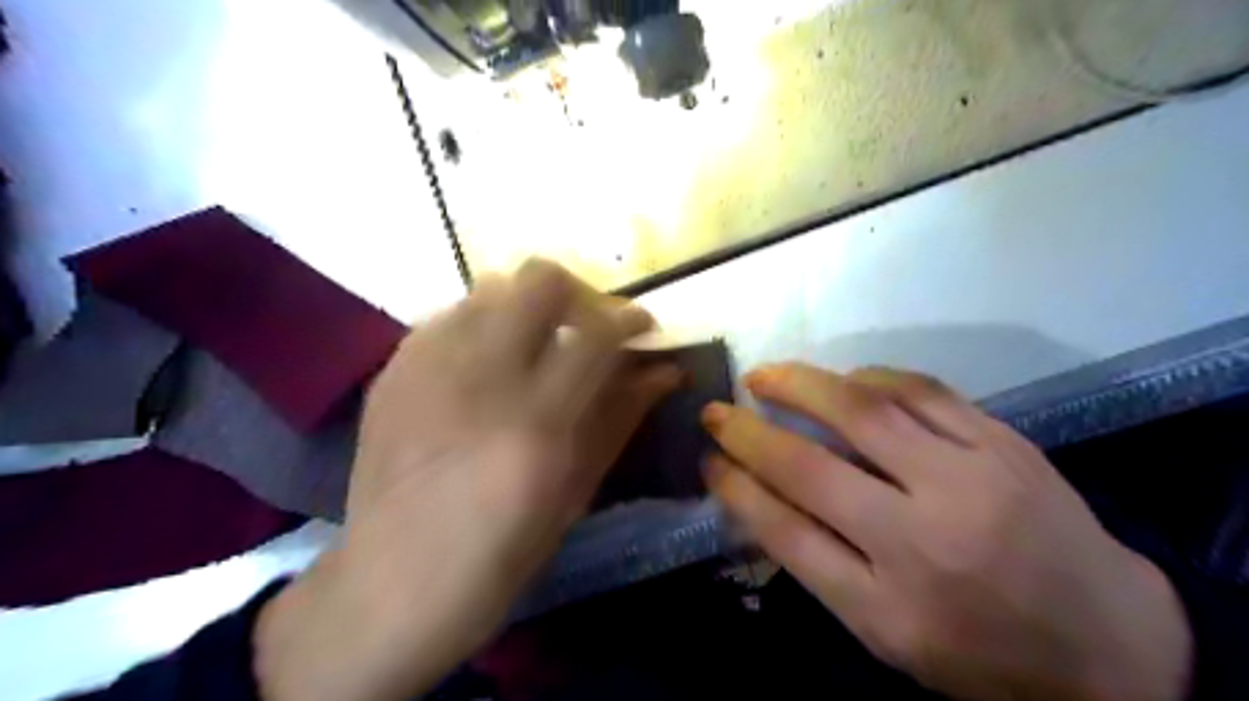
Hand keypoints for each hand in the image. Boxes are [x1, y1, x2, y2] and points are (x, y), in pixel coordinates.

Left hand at [256, 257, 681, 700]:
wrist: (391, 585)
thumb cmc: (500, 553)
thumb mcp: (576, 492)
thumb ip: (620, 417)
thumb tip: (664, 369)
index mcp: (536, 421)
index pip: (598, 332)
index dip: (630, 318)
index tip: (642, 327)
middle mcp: (479, 377)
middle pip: (539, 280)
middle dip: (578, 294)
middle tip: (586, 330)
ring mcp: (426, 366)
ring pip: (491, 287)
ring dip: (527, 309)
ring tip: (534, 347)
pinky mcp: (392, 370)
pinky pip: (448, 316)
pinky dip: (481, 326)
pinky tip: (484, 367)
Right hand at [702, 363, 1187, 700]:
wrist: (1112, 644)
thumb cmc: (982, 650)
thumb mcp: (887, 634)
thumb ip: (819, 565)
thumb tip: (758, 496)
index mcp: (889, 607)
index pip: (786, 534)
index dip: (736, 489)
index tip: (707, 459)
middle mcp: (924, 539)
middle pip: (811, 469)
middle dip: (749, 432)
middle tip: (717, 408)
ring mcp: (971, 481)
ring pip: (865, 413)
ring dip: (801, 386)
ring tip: (765, 375)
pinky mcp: (1005, 444)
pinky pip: (923, 392)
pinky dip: (870, 378)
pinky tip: (844, 379)